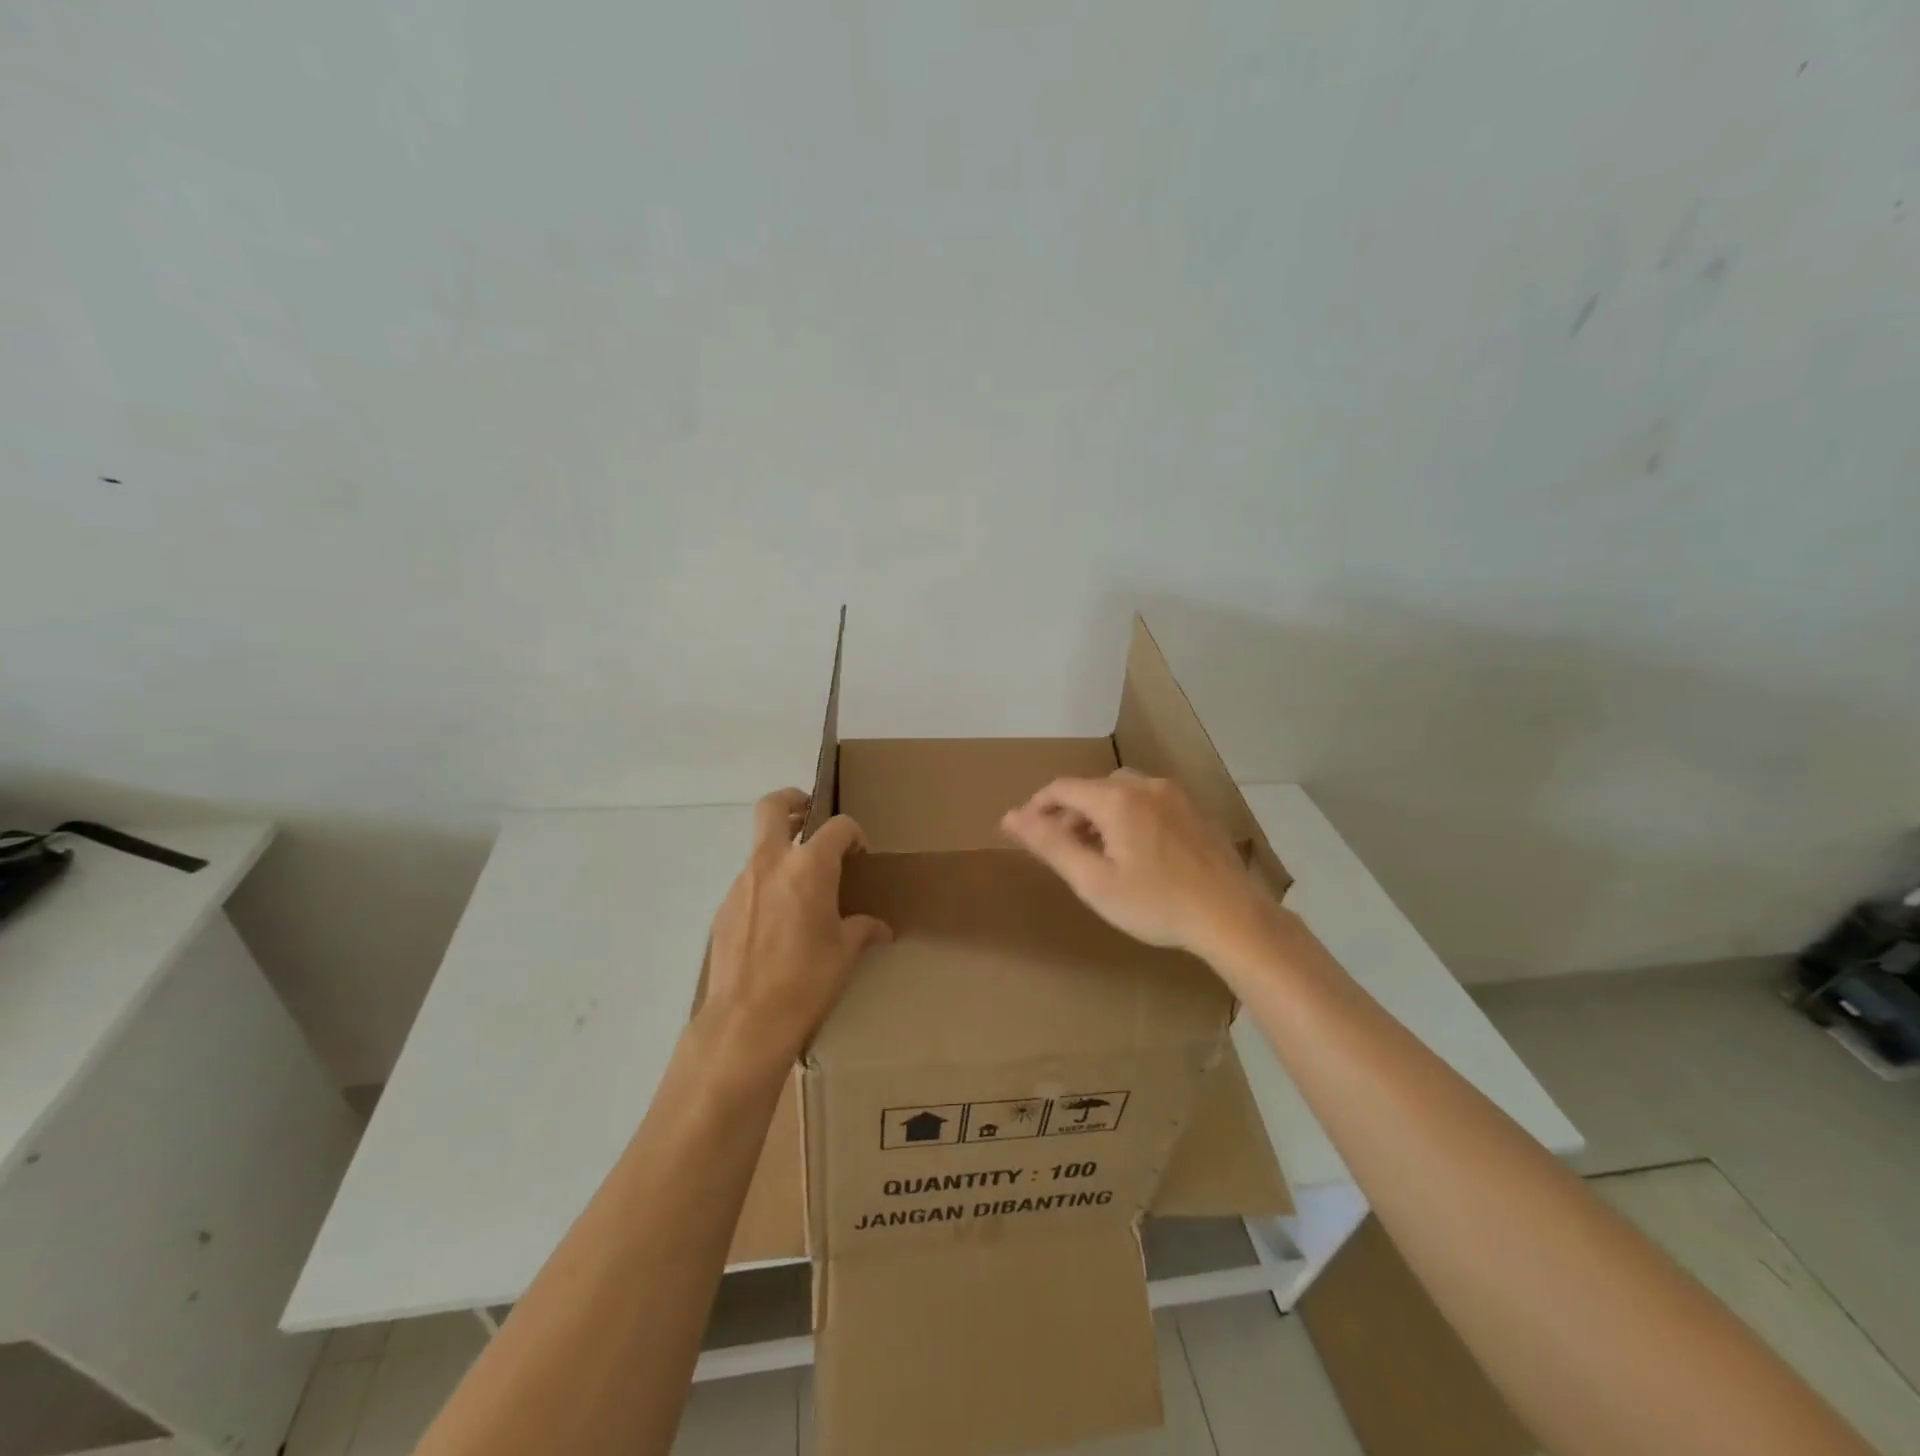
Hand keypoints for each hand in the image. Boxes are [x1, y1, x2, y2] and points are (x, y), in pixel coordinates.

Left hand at [701, 789, 891, 1067]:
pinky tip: (778, 920)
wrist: (746, 1021)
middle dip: (794, 801)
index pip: (838, 827)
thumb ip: (862, 929)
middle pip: (773, 806)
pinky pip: (749, 882)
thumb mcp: (845, 952)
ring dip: (781, 850)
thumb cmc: (807, 981)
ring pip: (760, 846)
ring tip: (800, 884)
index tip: (860, 855)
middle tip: (810, 816)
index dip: (854, 834)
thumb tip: (881, 930)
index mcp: (809, 867)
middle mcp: (771, 864)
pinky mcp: (724, 908)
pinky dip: (766, 885)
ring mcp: (742, 883)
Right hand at [1001, 771, 1274, 963]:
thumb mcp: (1094, 881)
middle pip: (1092, 789)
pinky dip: (1128, 817)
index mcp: (1116, 799)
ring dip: (1099, 815)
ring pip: (1122, 793)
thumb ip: (1051, 844)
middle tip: (1060, 850)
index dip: (1036, 807)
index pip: (1061, 788)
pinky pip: (1148, 802)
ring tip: (1096, 853)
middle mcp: (1145, 785)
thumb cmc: (1156, 904)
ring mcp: (1175, 796)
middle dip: (1068, 814)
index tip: (1021, 832)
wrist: (1232, 917)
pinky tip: (1136, 852)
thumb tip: (1010, 816)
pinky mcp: (1195, 811)